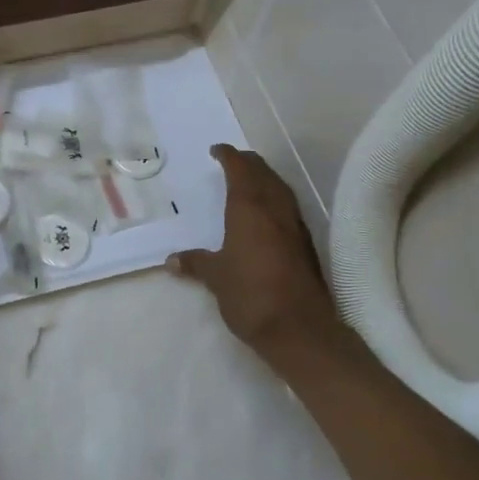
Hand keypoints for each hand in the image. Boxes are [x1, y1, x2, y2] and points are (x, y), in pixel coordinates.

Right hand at [168, 145, 344, 359]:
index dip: (229, 156)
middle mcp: (276, 210)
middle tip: (232, 161)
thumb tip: (173, 260)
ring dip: (264, 180)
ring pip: (280, 190)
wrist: (300, 329)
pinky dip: (274, 200)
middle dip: (249, 163)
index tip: (217, 150)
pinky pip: (287, 209)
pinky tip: (266, 214)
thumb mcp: (216, 278)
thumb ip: (196, 263)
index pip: (240, 170)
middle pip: (264, 174)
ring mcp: (295, 226)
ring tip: (249, 181)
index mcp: (250, 208)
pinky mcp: (305, 245)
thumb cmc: (250, 295)